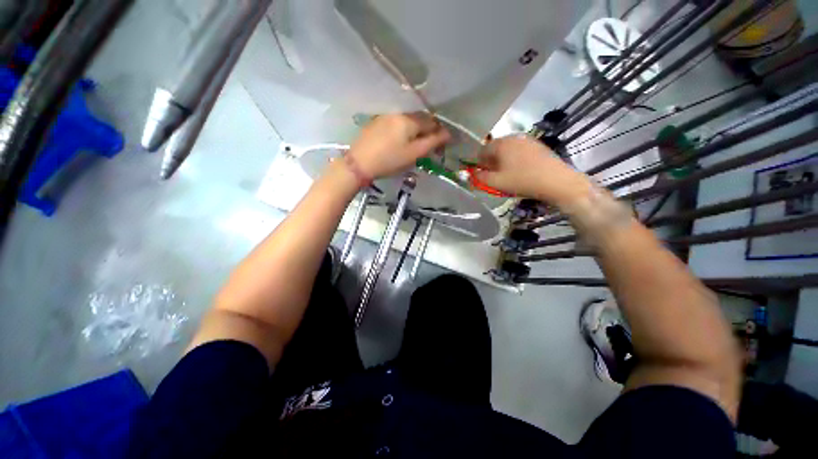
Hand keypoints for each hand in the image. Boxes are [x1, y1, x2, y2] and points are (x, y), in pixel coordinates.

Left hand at [348, 113, 450, 178]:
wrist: (359, 164)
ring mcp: (386, 116)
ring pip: (408, 121)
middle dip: (428, 131)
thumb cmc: (389, 161)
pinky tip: (401, 141)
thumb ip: (432, 142)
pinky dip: (404, 131)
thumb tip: (447, 134)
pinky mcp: (377, 123)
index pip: (432, 122)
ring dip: (416, 130)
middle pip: (420, 119)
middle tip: (430, 147)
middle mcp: (399, 113)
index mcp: (410, 120)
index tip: (442, 146)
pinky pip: (396, 123)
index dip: (440, 133)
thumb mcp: (413, 154)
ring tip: (416, 145)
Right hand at [474, 135, 592, 205]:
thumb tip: (472, 174)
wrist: (557, 181)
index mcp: (501, 144)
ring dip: (503, 161)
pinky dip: (514, 160)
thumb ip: (480, 178)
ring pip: (507, 150)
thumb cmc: (522, 181)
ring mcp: (527, 140)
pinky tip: (520, 171)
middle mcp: (513, 137)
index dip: (478, 163)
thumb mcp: (496, 182)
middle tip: (493, 176)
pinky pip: (519, 151)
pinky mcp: (538, 145)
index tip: (480, 175)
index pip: (481, 151)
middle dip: (491, 162)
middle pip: (495, 149)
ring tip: (507, 175)